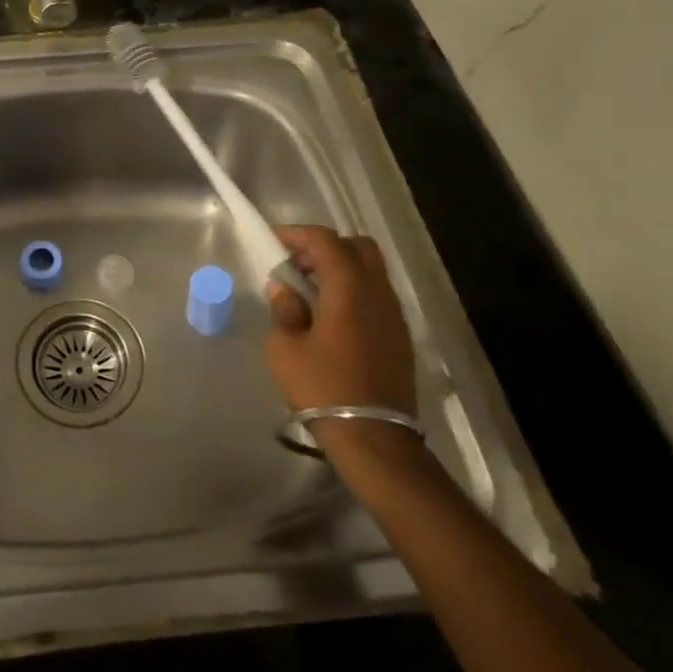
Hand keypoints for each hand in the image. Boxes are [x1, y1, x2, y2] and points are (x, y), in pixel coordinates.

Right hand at [265, 226, 416, 419]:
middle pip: (357, 247)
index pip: (325, 240)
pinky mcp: (399, 336)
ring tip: (310, 291)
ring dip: (341, 269)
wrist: (374, 438)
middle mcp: (377, 291)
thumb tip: (284, 289)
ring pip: (370, 271)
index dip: (297, 234)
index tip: (274, 241)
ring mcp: (393, 314)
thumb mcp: (285, 348)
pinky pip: (376, 295)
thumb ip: (284, 310)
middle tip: (297, 264)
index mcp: (349, 286)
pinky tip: (331, 316)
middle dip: (325, 247)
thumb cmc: (323, 387)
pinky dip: (353, 291)